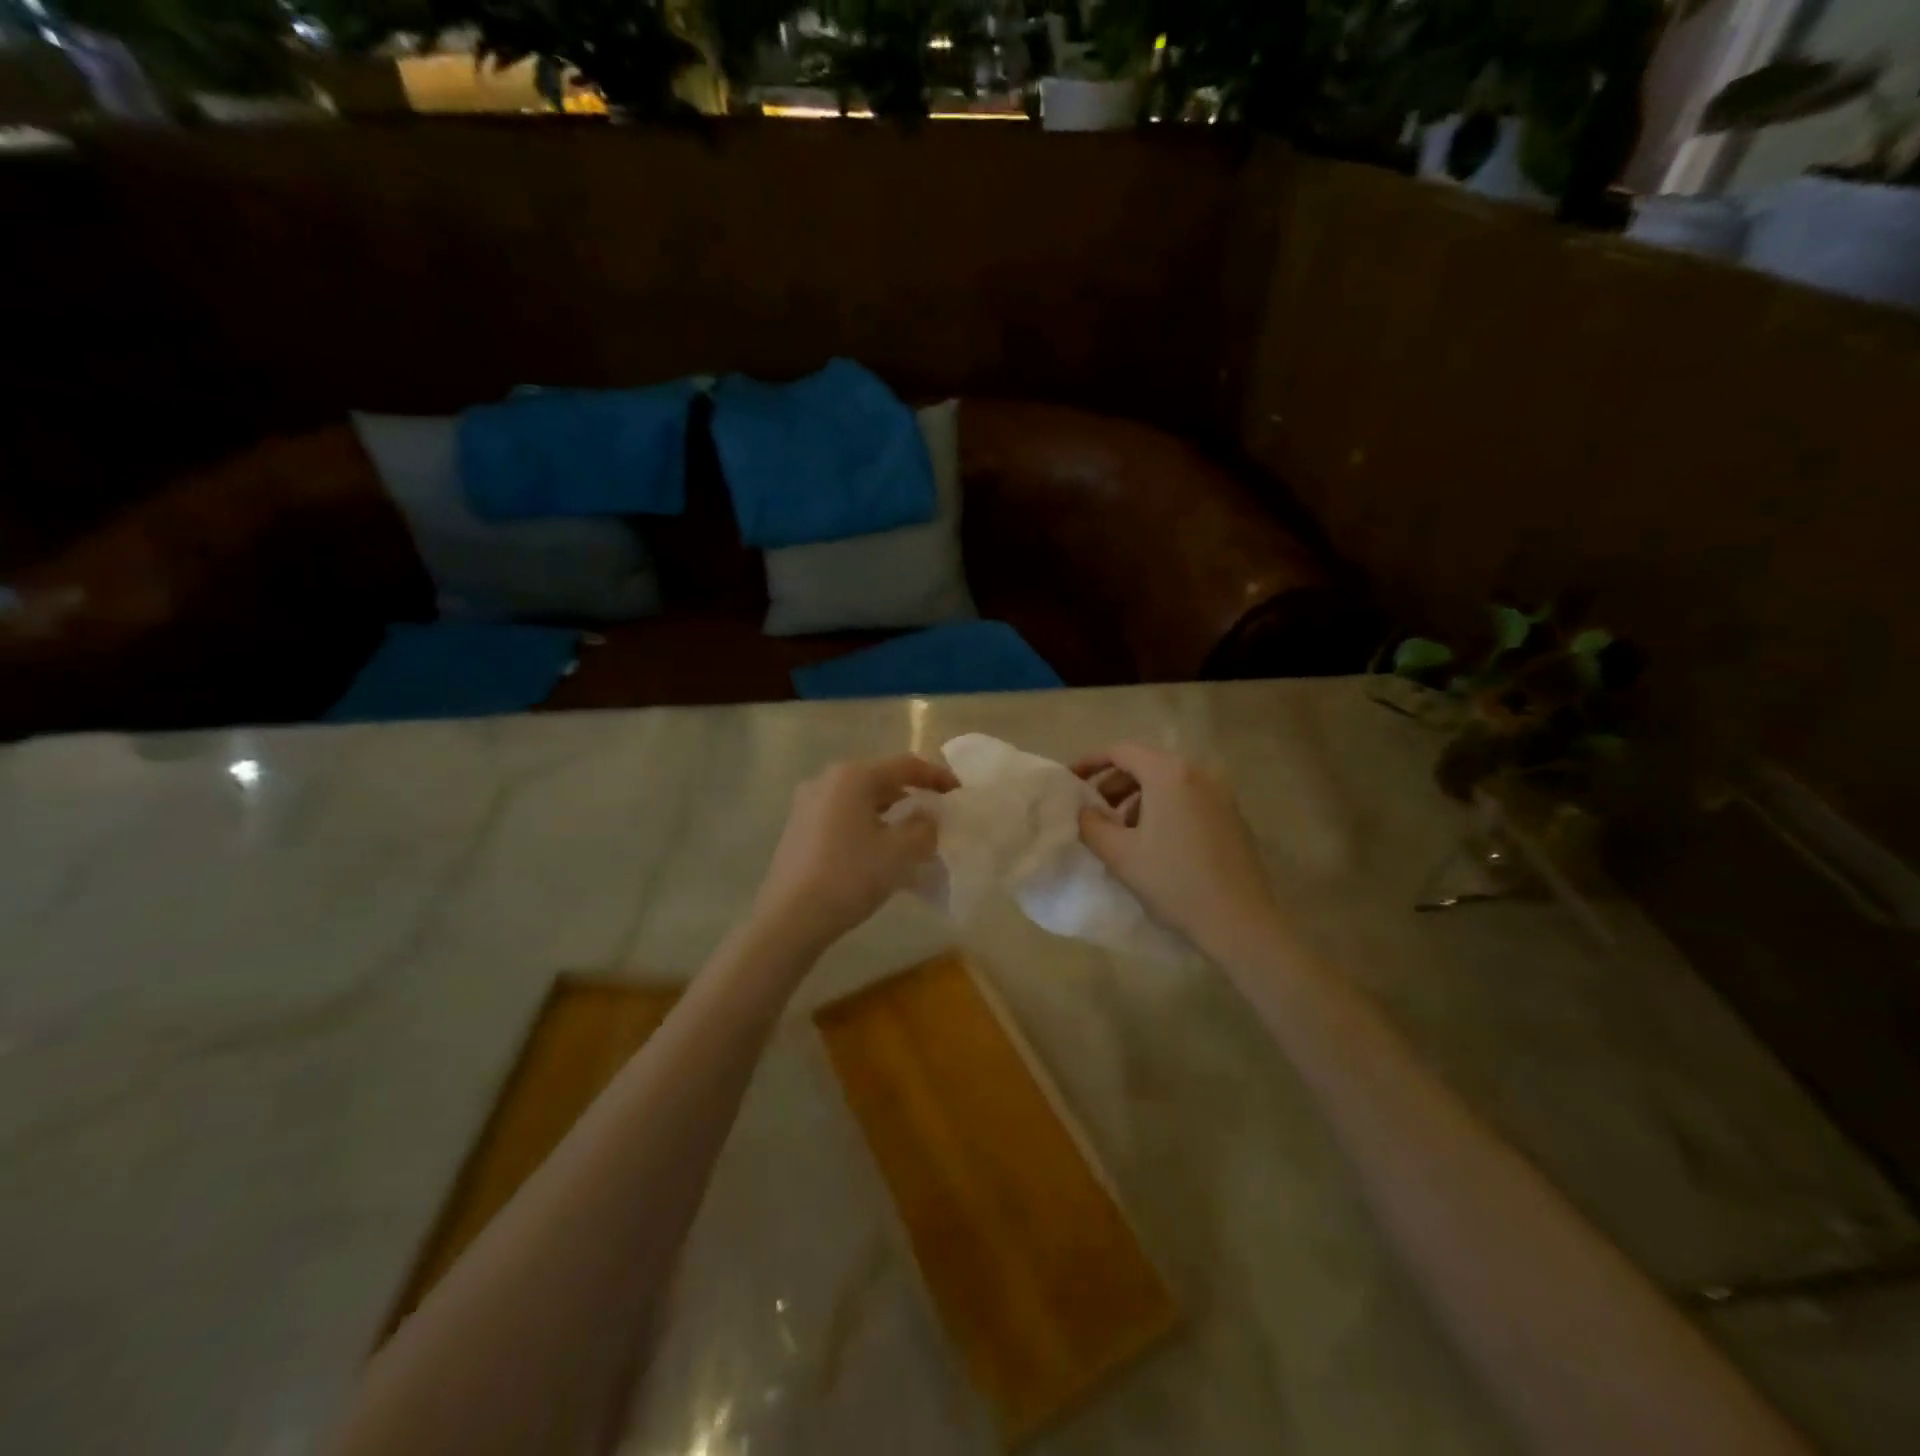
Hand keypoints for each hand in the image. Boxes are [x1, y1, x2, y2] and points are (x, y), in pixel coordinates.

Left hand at [750, 753, 958, 956]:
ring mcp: (807, 805)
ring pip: (860, 800)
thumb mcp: (900, 852)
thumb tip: (927, 816)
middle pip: (879, 780)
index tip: (958, 791)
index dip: (936, 776)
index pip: (904, 765)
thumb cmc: (850, 876)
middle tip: (935, 814)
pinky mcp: (797, 829)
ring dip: (888, 813)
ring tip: (910, 836)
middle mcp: (826, 781)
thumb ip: (924, 828)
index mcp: (852, 776)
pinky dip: (866, 826)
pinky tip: (878, 851)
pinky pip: (842, 817)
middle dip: (910, 795)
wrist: (790, 918)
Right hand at [1075, 743, 1278, 952]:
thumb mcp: (1119, 854)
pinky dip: (1163, 807)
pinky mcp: (1232, 815)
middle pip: (1146, 763)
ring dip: (1138, 797)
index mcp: (1169, 773)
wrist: (1239, 921)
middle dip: (1114, 782)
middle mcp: (1198, 772)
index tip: (1070, 780)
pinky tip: (1153, 840)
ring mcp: (1220, 793)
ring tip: (1120, 829)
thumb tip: (1085, 811)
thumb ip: (1092, 825)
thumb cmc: (1173, 881)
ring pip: (1168, 782)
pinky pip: (1188, 797)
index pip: (1121, 751)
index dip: (1091, 761)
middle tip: (1093, 809)